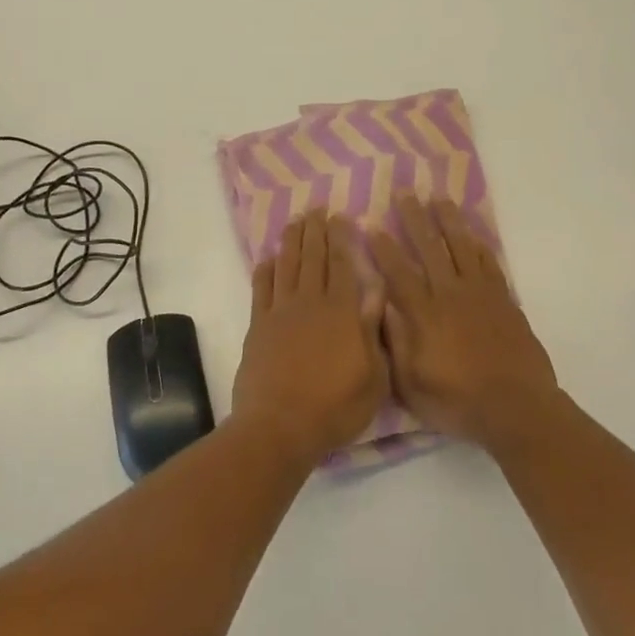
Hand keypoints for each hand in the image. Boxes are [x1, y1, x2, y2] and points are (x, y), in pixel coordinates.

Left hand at [232, 212, 389, 466]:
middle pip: (314, 258)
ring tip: (295, 222)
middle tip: (317, 209)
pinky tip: (269, 258)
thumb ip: (374, 330)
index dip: (342, 239)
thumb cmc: (336, 407)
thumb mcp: (374, 377)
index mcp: (343, 313)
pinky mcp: (258, 326)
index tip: (340, 217)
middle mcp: (311, 303)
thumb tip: (376, 290)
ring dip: (292, 242)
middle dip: (316, 231)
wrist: (280, 426)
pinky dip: (265, 270)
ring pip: (287, 267)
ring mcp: (281, 312)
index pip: (344, 265)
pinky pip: (262, 289)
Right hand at [368, 196, 559, 451]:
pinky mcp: (504, 300)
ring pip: (461, 247)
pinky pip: (489, 263)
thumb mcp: (412, 385)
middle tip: (405, 194)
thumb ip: (395, 344)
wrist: (517, 408)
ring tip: (439, 198)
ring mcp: (481, 294)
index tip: (373, 225)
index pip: (399, 273)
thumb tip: (381, 308)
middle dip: (415, 219)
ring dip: (449, 221)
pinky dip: (478, 245)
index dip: (385, 249)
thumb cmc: (458, 402)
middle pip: (430, 248)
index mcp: (424, 315)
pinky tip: (472, 233)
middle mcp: (450, 295)